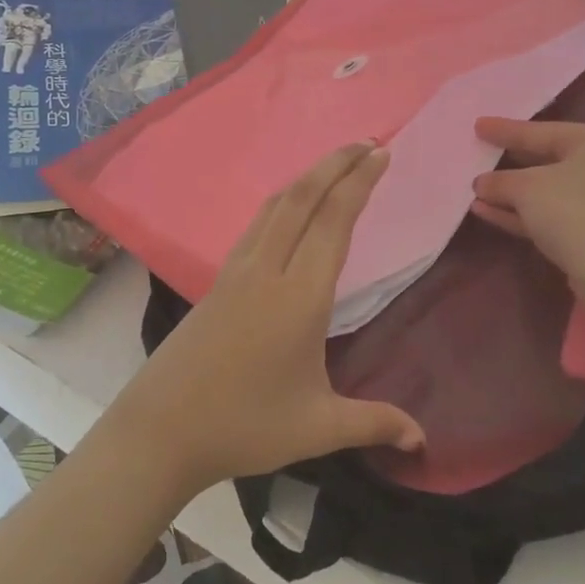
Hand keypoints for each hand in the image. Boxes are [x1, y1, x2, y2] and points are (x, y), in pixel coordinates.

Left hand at [111, 142, 425, 497]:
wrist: (161, 430)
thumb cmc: (243, 426)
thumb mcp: (317, 428)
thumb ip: (374, 423)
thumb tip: (423, 440)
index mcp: (299, 296)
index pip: (334, 221)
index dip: (359, 183)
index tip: (382, 154)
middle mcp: (267, 270)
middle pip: (302, 198)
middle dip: (336, 164)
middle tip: (367, 144)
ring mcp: (236, 272)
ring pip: (275, 206)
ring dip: (307, 178)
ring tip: (334, 166)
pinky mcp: (217, 281)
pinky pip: (257, 225)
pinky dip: (283, 202)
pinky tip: (289, 212)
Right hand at [470, 119, 584, 284]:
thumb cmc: (574, 211)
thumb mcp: (527, 187)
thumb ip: (499, 181)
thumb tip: (481, 184)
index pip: (543, 131)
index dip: (506, 129)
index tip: (478, 125)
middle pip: (546, 159)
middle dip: (509, 162)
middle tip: (480, 153)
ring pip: (547, 191)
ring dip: (510, 193)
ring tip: (475, 190)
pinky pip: (550, 214)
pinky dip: (521, 212)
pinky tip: (487, 212)